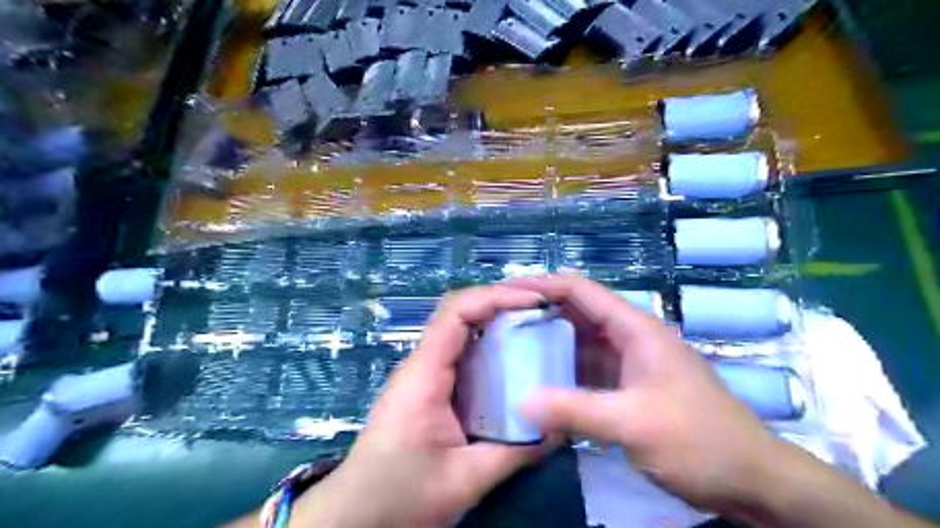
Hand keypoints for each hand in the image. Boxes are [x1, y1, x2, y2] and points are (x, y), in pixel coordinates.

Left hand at [294, 286, 552, 524]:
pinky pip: (462, 354)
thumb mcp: (464, 480)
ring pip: (461, 330)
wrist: (356, 514)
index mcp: (425, 374)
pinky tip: (514, 360)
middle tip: (542, 311)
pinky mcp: (429, 387)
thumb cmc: (400, 495)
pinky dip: (490, 347)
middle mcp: (422, 364)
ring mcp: (424, 374)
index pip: (457, 312)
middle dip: (502, 303)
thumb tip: (560, 427)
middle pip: (460, 312)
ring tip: (536, 328)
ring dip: (497, 322)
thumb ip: (515, 453)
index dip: (496, 297)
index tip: (534, 301)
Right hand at [512, 275, 783, 516]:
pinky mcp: (626, 388)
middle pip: (576, 313)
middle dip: (538, 313)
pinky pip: (585, 371)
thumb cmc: (699, 441)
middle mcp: (629, 338)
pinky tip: (537, 380)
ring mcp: (627, 364)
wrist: (751, 480)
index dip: (543, 285)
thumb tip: (521, 402)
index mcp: (635, 329)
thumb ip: (576, 410)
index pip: (581, 291)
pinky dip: (561, 371)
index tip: (505, 291)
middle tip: (497, 321)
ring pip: (579, 343)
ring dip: (547, 343)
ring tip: (508, 347)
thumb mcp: (634, 424)